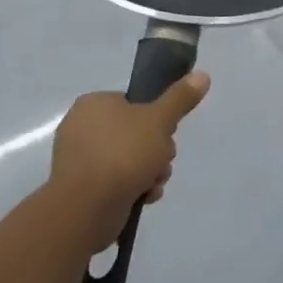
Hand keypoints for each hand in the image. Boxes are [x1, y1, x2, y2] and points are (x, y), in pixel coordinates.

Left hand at [49, 73, 210, 250]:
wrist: (87, 208)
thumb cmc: (123, 154)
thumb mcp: (159, 120)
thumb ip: (180, 98)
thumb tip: (202, 75)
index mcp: (94, 104)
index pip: (134, 104)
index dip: (157, 119)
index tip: (166, 134)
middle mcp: (81, 127)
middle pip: (136, 133)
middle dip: (156, 151)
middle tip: (162, 161)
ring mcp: (79, 160)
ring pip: (129, 159)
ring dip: (150, 171)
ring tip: (154, 183)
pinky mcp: (81, 188)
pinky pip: (116, 181)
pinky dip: (133, 187)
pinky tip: (144, 197)